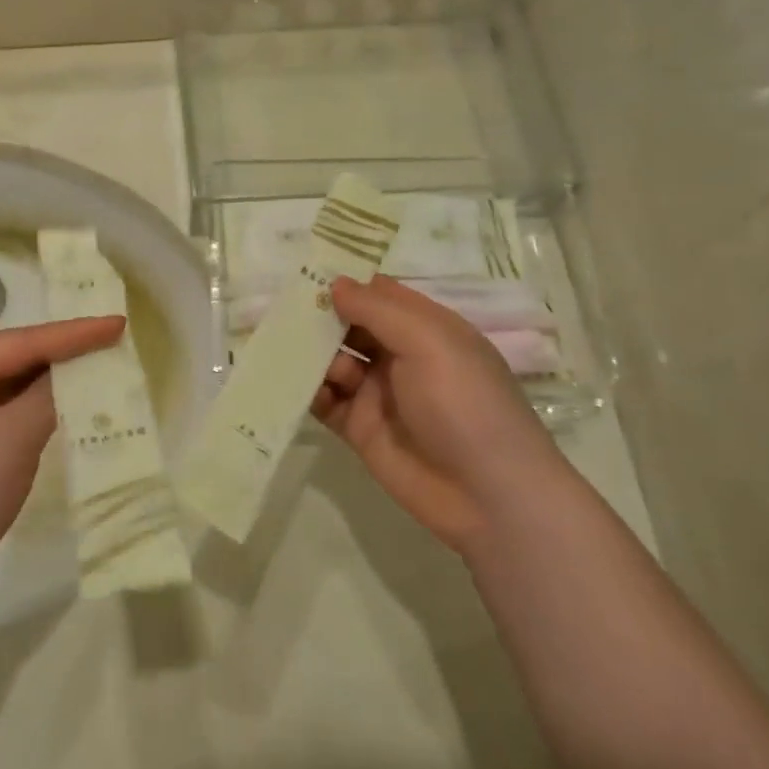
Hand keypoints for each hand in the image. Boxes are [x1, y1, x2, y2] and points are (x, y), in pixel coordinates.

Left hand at [0, 315, 123, 610]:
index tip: (119, 322)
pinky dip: (45, 408)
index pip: (21, 341)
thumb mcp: (9, 440)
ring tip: (107, 366)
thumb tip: (83, 365)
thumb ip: (49, 395)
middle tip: (117, 340)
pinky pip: (13, 412)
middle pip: (18, 357)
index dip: (73, 333)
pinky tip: (77, 405)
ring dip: (58, 380)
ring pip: (18, 385)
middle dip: (67, 352)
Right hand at [312, 276, 567, 555]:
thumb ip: (378, 310)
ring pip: (332, 361)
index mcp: (425, 329)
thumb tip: (335, 284)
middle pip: (349, 325)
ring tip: (290, 354)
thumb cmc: (465, 405)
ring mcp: (377, 393)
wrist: (487, 496)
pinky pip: (324, 400)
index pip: (379, 294)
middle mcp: (400, 355)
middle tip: (280, 311)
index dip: (346, 282)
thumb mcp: (429, 343)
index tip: (303, 272)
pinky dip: (306, 390)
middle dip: (318, 316)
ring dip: (309, 353)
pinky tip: (291, 385)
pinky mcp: (359, 428)